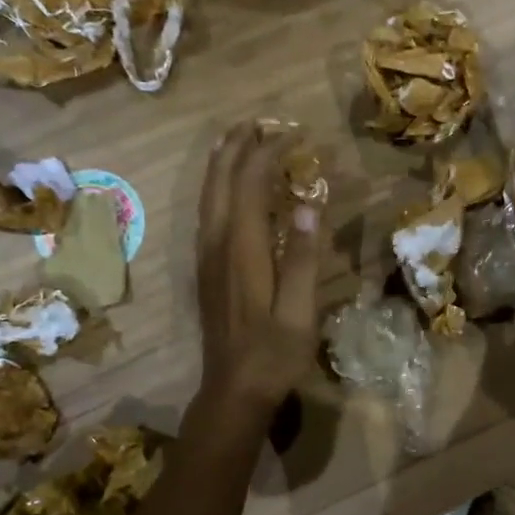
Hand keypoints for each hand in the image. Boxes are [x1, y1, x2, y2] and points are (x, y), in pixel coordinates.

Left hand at [197, 123, 327, 410]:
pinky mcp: (206, 270)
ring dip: (223, 163)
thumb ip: (303, 256)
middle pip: (220, 181)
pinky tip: (230, 189)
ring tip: (240, 140)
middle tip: (261, 122)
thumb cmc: (273, 354)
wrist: (232, 391)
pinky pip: (208, 213)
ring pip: (208, 195)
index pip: (251, 183)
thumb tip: (308, 201)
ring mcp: (206, 257)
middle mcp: (217, 244)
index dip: (271, 152)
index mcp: (242, 249)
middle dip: (238, 146)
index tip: (297, 134)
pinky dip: (219, 187)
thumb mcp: (299, 311)